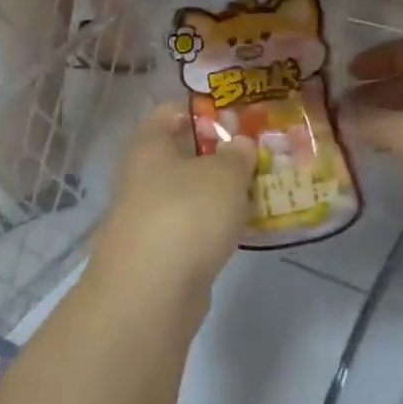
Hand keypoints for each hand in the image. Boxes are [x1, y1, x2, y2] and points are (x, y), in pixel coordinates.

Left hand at [89, 103, 257, 304]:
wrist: (150, 293)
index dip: (202, 110)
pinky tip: (242, 229)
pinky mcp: (159, 252)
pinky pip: (192, 227)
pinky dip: (215, 225)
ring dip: (220, 193)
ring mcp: (148, 217)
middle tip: (259, 156)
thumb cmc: (186, 216)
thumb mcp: (223, 174)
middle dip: (219, 155)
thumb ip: (237, 155)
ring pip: (189, 194)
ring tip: (260, 191)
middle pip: (181, 155)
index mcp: (149, 146)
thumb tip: (240, 145)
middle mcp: (142, 177)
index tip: (238, 117)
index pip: (170, 112)